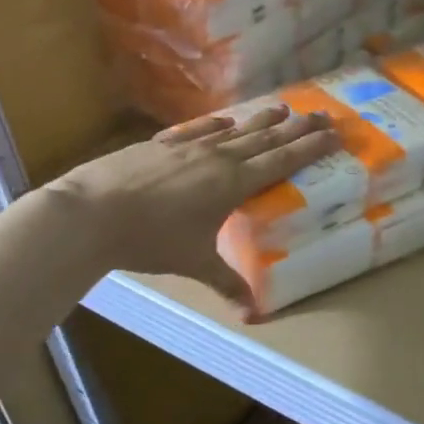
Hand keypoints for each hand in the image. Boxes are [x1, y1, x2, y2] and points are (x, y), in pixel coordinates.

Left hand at [55, 106, 338, 305]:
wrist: (90, 214)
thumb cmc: (151, 240)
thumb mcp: (195, 263)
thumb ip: (227, 283)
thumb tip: (252, 314)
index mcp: (233, 183)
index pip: (282, 160)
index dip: (310, 147)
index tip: (333, 133)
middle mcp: (217, 158)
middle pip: (266, 139)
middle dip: (296, 128)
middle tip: (321, 115)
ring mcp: (187, 147)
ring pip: (235, 130)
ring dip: (261, 120)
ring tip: (283, 108)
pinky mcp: (160, 145)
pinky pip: (198, 130)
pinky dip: (216, 125)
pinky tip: (225, 121)